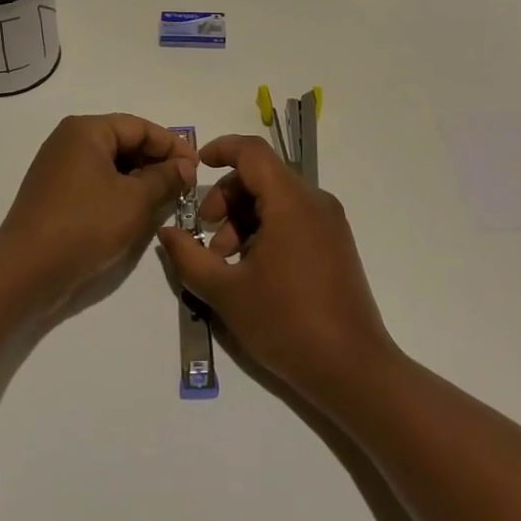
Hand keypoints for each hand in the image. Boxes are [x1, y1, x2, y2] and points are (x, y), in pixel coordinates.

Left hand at [0, 114, 197, 307]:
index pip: (140, 127)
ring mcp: (58, 167)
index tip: (197, 169)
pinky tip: (137, 212)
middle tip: (185, 186)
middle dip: (156, 162)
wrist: (26, 271)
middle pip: (124, 142)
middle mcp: (69, 140)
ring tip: (166, 200)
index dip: (172, 146)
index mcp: (87, 130)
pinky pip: (95, 182)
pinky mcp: (54, 193)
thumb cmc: (85, 225)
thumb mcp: (136, 200)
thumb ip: (166, 178)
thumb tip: (185, 166)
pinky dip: (119, 192)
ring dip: (139, 180)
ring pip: (110, 165)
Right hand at [156, 134, 394, 401]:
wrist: (353, 370)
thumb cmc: (286, 323)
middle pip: (262, 176)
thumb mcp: (226, 292)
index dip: (221, 149)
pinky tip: (253, 269)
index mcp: (291, 201)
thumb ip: (189, 257)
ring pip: (277, 199)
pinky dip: (266, 229)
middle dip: (227, 198)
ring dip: (244, 219)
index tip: (196, 165)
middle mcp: (315, 201)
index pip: (252, 151)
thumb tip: (167, 232)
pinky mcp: (336, 243)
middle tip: (206, 236)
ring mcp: (330, 223)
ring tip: (226, 262)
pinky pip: (294, 218)